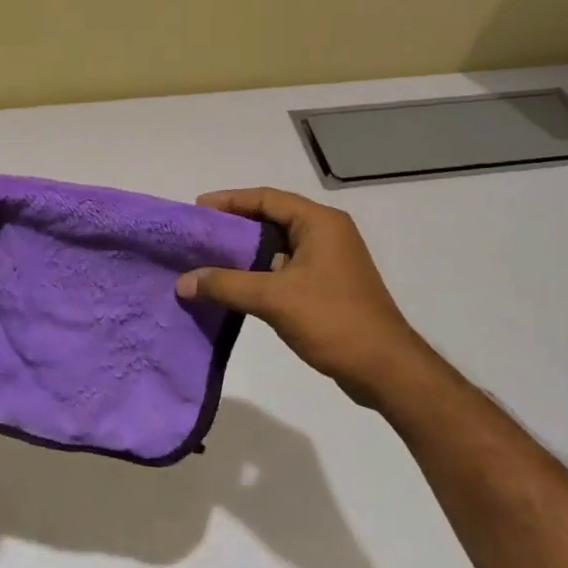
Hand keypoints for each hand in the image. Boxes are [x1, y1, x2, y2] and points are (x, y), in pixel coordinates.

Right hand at [176, 187, 431, 407]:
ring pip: (277, 246)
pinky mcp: (327, 286)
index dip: (230, 201)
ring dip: (245, 252)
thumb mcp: (274, 299)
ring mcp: (329, 261)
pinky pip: (285, 268)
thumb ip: (226, 285)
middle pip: (271, 218)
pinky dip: (259, 273)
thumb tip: (182, 282)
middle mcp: (326, 233)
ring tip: (208, 260)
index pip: (267, 198)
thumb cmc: (333, 320)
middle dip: (234, 226)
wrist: (385, 369)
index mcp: (320, 222)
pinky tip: (234, 288)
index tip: (197, 210)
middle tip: (198, 236)